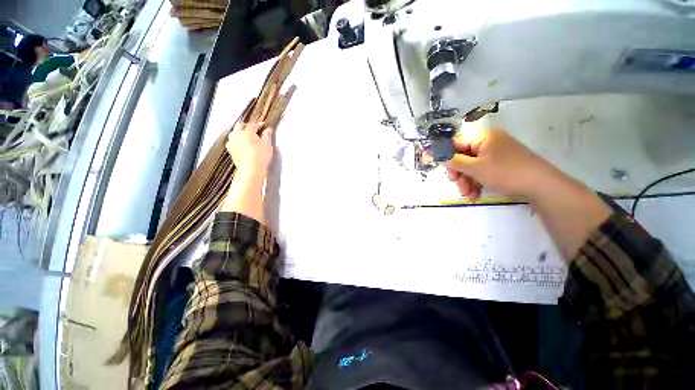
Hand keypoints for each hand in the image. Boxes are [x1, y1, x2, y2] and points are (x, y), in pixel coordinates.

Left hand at [226, 120, 274, 178]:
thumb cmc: (260, 156)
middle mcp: (237, 135)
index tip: (264, 125)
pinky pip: (233, 142)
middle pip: (241, 126)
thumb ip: (267, 136)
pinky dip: (238, 141)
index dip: (259, 124)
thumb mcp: (267, 145)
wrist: (251, 170)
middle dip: (247, 126)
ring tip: (247, 136)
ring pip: (235, 133)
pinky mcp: (231, 151)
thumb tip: (268, 130)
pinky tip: (242, 144)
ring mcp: (232, 143)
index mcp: (247, 131)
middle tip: (255, 129)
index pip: (253, 124)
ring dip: (241, 133)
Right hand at [444, 128, 563, 200]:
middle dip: (457, 173)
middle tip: (455, 183)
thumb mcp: (475, 168)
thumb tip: (434, 154)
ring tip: (467, 194)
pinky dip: (476, 182)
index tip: (431, 162)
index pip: (456, 143)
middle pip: (463, 156)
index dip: (443, 153)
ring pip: (471, 167)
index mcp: (483, 138)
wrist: (541, 186)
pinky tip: (475, 194)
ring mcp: (496, 155)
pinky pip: (481, 172)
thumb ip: (453, 161)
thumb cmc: (505, 172)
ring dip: (466, 181)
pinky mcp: (501, 165)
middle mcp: (489, 143)